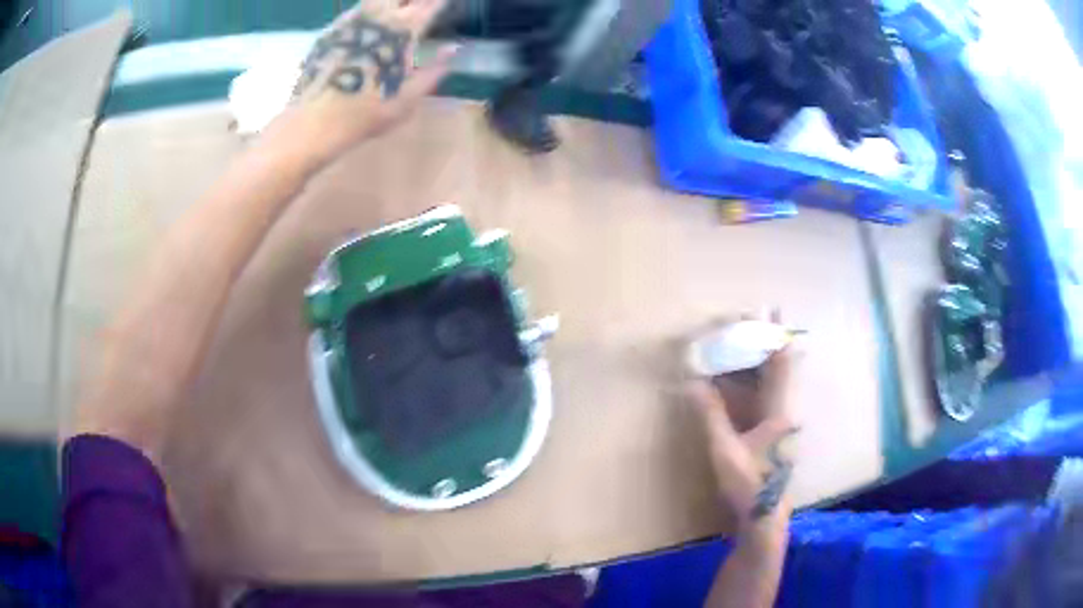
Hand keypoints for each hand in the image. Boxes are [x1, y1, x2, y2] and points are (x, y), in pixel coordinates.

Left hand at [265, 0, 455, 168]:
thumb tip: (453, 48)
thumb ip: (434, 70)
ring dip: (390, 4)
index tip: (442, 5)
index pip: (430, 4)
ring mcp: (353, 20)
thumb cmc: (366, 113)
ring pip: (376, 0)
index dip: (438, 3)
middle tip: (419, 8)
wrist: (315, 121)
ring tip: (395, 12)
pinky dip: (368, 11)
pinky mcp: (331, 29)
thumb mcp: (409, 98)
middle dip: (413, 2)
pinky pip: (356, 10)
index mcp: (404, 30)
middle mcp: (380, 17)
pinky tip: (368, 22)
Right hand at [686, 323, 799, 529]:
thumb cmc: (748, 484)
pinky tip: (732, 378)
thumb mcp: (725, 450)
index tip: (769, 312)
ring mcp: (777, 421)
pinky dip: (748, 382)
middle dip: (762, 342)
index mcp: (779, 411)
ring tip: (737, 340)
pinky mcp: (769, 431)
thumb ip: (711, 415)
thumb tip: (694, 383)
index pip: (780, 364)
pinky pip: (760, 396)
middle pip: (775, 367)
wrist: (763, 516)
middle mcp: (783, 410)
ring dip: (754, 361)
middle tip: (745, 320)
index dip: (775, 336)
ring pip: (768, 381)